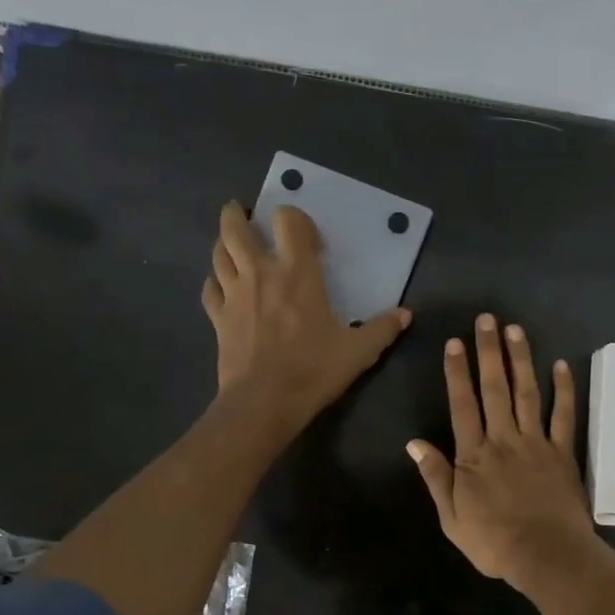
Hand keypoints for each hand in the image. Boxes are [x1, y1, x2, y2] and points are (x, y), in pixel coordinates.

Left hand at [201, 201, 409, 434]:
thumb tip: (405, 314)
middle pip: (236, 229)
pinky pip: (210, 289)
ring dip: (223, 243)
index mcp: (297, 274)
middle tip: (243, 212)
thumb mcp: (359, 351)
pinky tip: (221, 284)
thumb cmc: (313, 370)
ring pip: (218, 254)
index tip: (305, 237)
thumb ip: (383, 329)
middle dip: (237, 214)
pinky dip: (214, 280)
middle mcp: (260, 274)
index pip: (288, 222)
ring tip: (231, 243)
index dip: (295, 219)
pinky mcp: (218, 319)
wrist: (264, 403)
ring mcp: (233, 295)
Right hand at [407, 313, 598, 592]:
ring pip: (527, 394)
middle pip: (495, 389)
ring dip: (521, 360)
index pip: (463, 405)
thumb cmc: (494, 542)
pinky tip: (561, 366)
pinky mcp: (562, 453)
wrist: (546, 556)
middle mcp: (504, 440)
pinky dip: (563, 390)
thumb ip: (436, 477)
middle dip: (489, 352)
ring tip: (515, 330)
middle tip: (487, 319)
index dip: (457, 372)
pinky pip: (564, 416)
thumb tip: (414, 443)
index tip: (456, 343)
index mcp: (474, 456)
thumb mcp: (452, 518)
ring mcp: (536, 443)